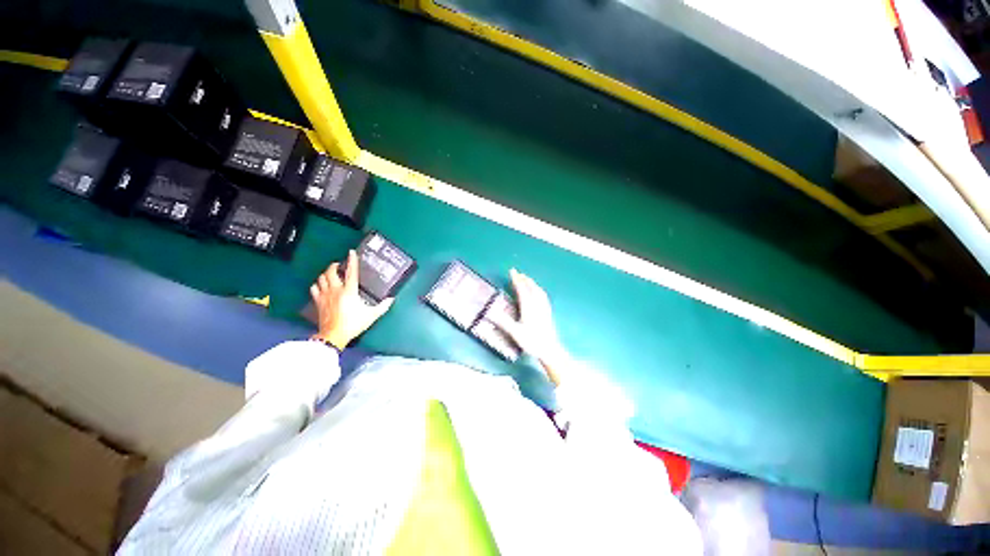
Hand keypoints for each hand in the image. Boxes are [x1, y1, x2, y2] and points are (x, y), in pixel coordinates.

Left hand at [310, 250, 393, 348]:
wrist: (334, 335)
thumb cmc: (353, 324)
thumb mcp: (371, 315)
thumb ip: (382, 306)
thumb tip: (391, 299)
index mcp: (349, 291)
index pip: (351, 272)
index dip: (352, 261)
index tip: (351, 252)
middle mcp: (336, 290)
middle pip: (331, 272)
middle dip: (334, 266)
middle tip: (339, 265)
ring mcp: (325, 295)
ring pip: (321, 278)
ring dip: (326, 274)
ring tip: (331, 273)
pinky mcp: (318, 302)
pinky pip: (314, 288)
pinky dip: (317, 284)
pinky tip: (321, 285)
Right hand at [493, 269, 568, 384]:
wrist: (549, 350)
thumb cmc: (532, 341)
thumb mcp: (515, 332)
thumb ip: (503, 322)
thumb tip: (490, 313)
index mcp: (528, 307)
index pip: (522, 289)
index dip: (517, 280)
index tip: (512, 271)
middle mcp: (537, 304)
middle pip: (531, 287)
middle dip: (524, 279)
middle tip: (518, 273)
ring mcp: (544, 308)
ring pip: (538, 290)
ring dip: (532, 283)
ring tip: (527, 279)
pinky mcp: (548, 312)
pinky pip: (543, 296)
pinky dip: (538, 289)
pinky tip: (538, 292)